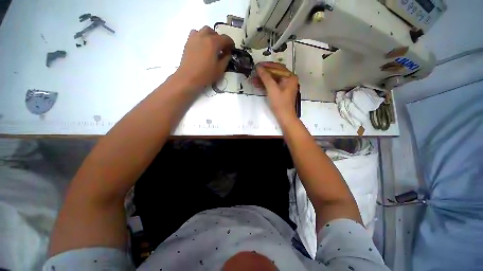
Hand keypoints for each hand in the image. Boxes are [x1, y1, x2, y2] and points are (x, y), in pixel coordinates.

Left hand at [174, 26, 233, 90]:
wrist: (188, 78)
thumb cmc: (206, 75)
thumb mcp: (220, 69)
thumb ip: (226, 59)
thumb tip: (228, 53)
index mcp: (213, 42)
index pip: (225, 38)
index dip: (230, 43)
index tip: (232, 49)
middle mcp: (204, 36)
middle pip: (215, 33)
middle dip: (220, 39)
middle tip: (222, 49)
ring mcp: (195, 37)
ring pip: (205, 31)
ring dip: (211, 36)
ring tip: (212, 46)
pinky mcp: (188, 42)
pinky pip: (196, 34)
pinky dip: (201, 37)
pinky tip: (203, 46)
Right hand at [253, 62, 298, 120]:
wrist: (284, 117)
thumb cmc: (280, 103)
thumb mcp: (272, 89)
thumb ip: (265, 77)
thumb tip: (259, 67)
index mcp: (290, 77)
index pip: (277, 67)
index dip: (267, 66)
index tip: (257, 65)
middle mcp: (288, 79)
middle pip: (275, 73)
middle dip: (263, 73)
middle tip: (254, 72)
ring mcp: (285, 86)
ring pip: (272, 79)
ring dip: (263, 79)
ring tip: (253, 80)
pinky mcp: (280, 92)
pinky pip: (272, 85)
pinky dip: (265, 85)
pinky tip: (257, 85)